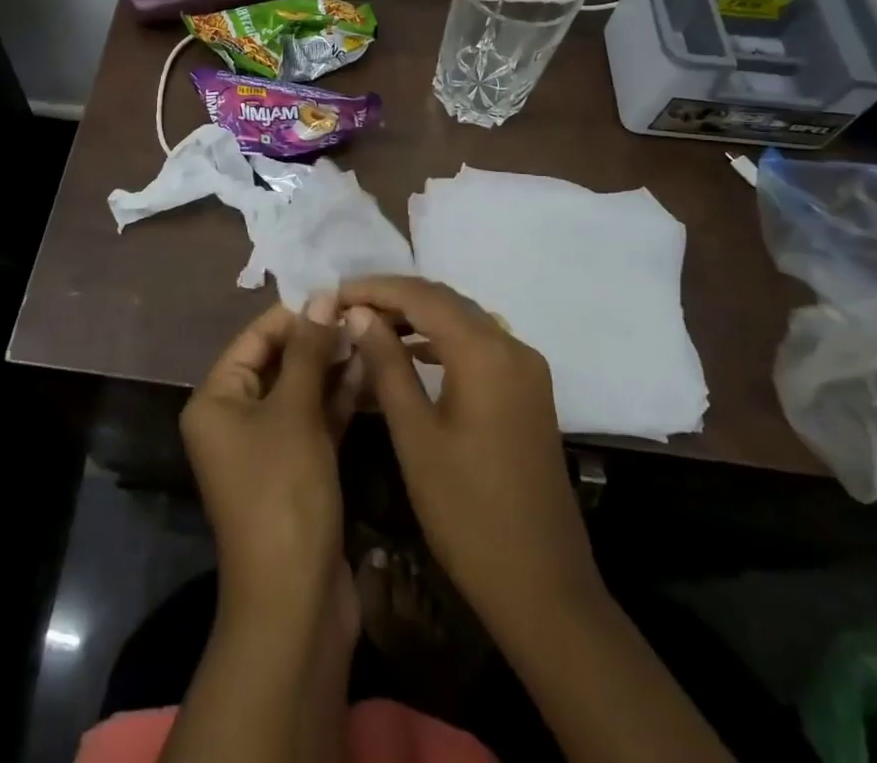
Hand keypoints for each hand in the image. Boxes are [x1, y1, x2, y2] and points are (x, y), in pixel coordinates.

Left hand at [180, 299, 350, 624]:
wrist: (294, 604)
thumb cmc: (283, 493)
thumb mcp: (295, 413)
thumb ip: (309, 351)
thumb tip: (322, 294)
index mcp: (216, 400)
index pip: (255, 338)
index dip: (295, 316)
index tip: (337, 296)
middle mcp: (234, 418)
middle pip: (278, 362)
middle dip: (318, 341)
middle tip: (362, 317)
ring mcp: (266, 446)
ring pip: (300, 391)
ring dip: (332, 367)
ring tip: (371, 337)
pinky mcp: (295, 469)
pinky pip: (313, 421)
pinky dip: (337, 400)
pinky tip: (369, 373)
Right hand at [338, 275, 602, 648]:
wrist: (543, 587)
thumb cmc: (467, 512)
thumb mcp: (415, 435)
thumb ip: (387, 364)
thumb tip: (358, 313)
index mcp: (485, 352)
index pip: (422, 295)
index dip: (374, 288)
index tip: (333, 294)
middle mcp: (512, 346)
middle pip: (445, 301)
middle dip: (394, 298)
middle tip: (346, 308)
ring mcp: (525, 369)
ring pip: (463, 321)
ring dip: (417, 318)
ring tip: (368, 327)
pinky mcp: (527, 392)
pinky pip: (479, 346)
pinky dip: (441, 341)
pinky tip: (412, 353)